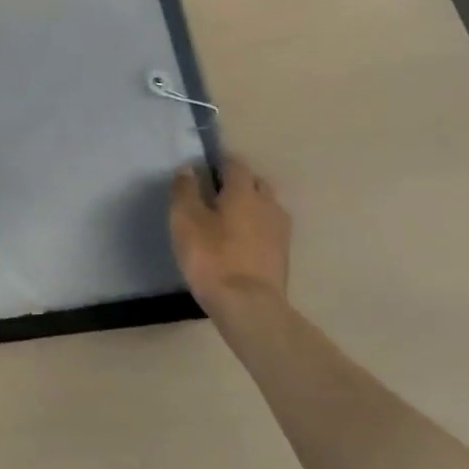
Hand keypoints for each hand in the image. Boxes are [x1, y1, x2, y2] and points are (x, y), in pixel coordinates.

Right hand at [169, 155, 290, 311]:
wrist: (248, 306)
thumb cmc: (212, 257)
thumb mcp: (185, 221)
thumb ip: (185, 191)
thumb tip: (187, 169)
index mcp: (243, 191)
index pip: (235, 164)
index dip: (221, 163)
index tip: (206, 168)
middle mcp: (267, 204)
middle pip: (256, 183)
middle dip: (239, 183)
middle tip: (217, 194)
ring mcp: (280, 231)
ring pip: (266, 206)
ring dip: (251, 206)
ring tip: (230, 219)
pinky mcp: (283, 255)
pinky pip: (270, 229)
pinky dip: (258, 228)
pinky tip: (243, 241)